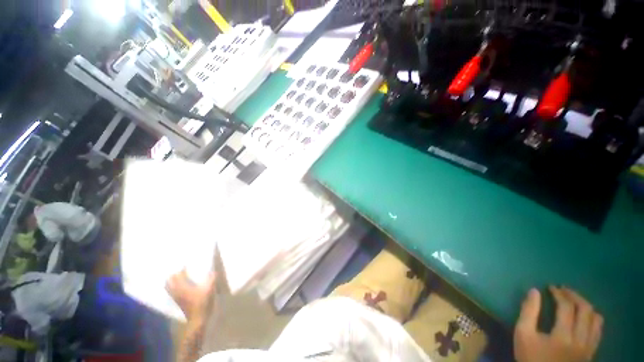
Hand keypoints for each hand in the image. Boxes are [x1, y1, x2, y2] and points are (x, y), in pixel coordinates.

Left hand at [166, 269, 215, 320]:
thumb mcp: (209, 289)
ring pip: (169, 287)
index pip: (179, 275)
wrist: (197, 319)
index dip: (182, 268)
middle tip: (180, 269)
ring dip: (172, 281)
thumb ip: (211, 279)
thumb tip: (212, 271)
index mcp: (183, 287)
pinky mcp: (178, 302)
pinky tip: (180, 286)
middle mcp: (177, 291)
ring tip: (178, 276)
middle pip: (170, 281)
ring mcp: (176, 297)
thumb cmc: (202, 303)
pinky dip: (173, 287)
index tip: (186, 263)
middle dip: (173, 274)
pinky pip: (172, 292)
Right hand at [514, 287, 602, 361]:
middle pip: (586, 310)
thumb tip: (534, 291)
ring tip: (575, 302)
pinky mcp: (591, 353)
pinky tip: (584, 318)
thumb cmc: (531, 357)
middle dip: (575, 296)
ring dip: (586, 306)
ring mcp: (589, 348)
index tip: (550, 287)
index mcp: (563, 336)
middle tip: (563, 290)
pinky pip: (598, 331)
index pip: (566, 307)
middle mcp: (581, 340)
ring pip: (596, 320)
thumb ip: (528, 312)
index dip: (559, 294)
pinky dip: (592, 319)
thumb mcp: (523, 335)